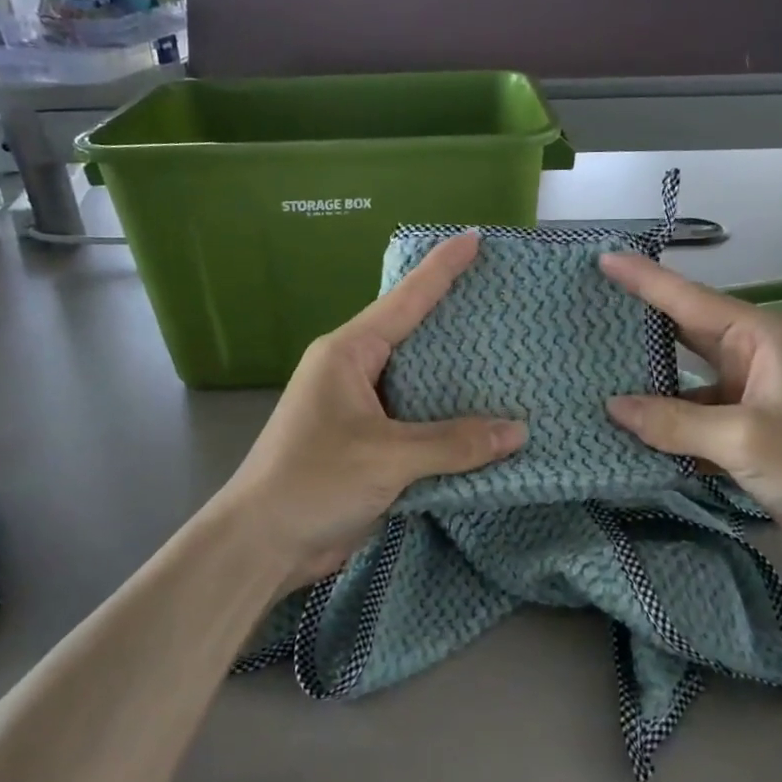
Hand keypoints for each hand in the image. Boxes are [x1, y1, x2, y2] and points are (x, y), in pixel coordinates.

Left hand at [216, 234, 526, 593]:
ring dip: (457, 380)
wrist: (264, 543)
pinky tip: (484, 421)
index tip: (474, 238)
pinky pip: (417, 423)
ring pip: (419, 384)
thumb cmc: (315, 481)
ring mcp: (360, 411)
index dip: (441, 269)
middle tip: (505, 301)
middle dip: (456, 321)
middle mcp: (354, 373)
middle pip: (413, 337)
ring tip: (508, 360)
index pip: (403, 301)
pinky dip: (448, 423)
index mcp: (348, 354)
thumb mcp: (387, 457)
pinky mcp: (369, 446)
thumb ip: (454, 444)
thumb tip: (518, 433)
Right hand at [599, 254, 781, 551]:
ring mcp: (754, 392)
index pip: (690, 299)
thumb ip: (674, 422)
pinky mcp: (750, 427)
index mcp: (763, 336)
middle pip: (685, 332)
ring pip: (687, 378)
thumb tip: (614, 408)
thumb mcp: (743, 440)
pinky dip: (668, 420)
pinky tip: (631, 426)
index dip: (643, 280)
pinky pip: (696, 413)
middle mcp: (756, 355)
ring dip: (649, 381)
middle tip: (587, 314)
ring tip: (594, 373)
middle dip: (639, 324)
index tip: (603, 260)